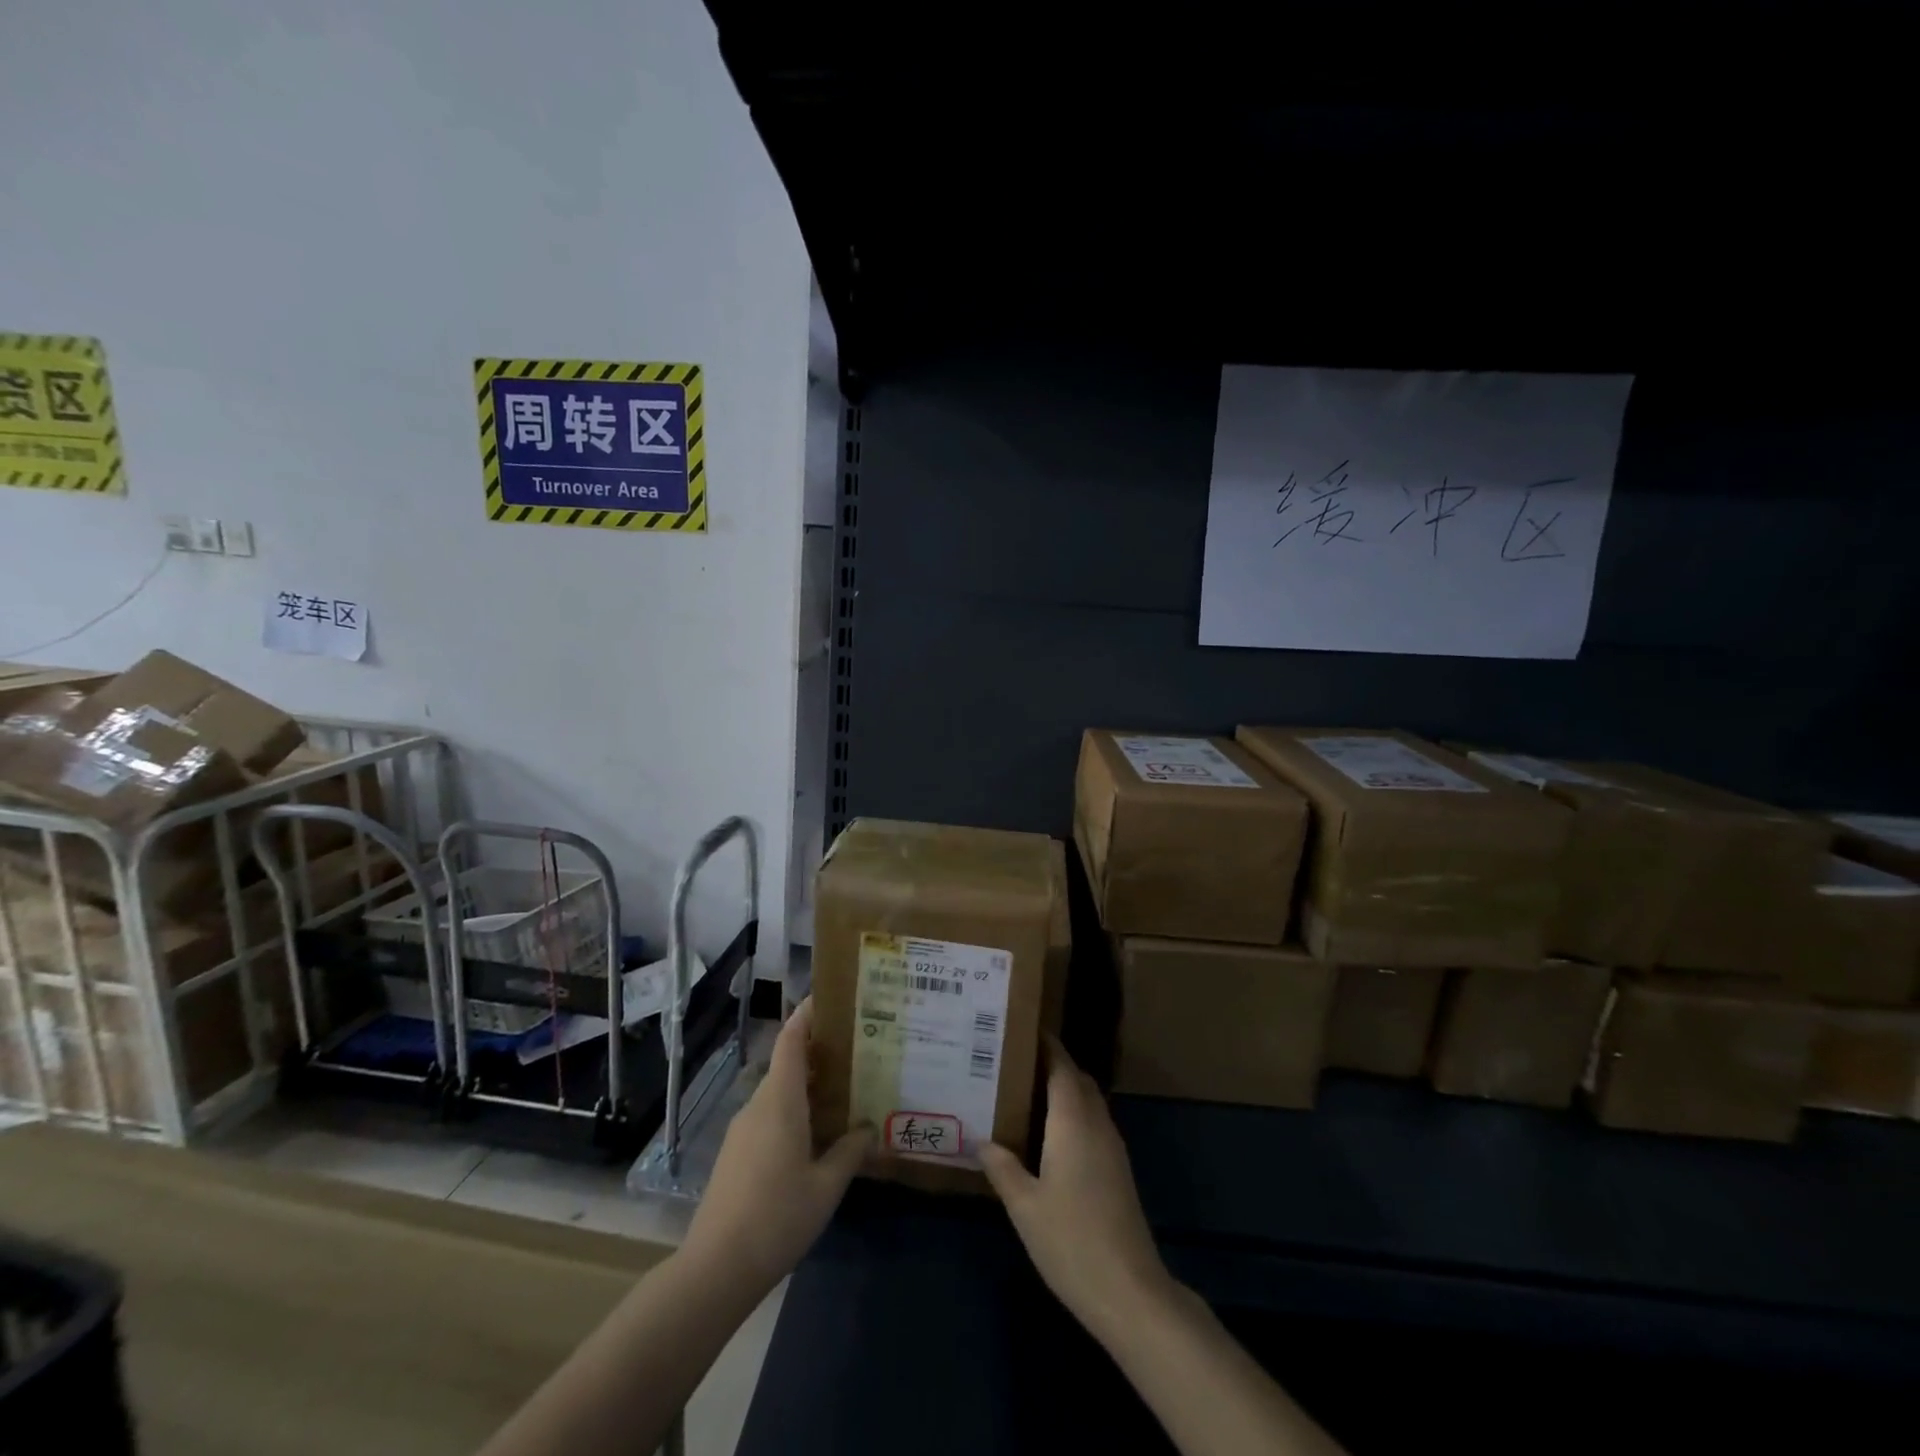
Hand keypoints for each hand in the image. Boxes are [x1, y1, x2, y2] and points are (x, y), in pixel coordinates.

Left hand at [682, 997, 869, 1292]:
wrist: (715, 1268)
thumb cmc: (777, 1217)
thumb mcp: (826, 1187)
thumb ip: (850, 1152)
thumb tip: (869, 1128)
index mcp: (780, 1100)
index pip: (790, 1040)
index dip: (806, 1015)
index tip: (829, 998)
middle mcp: (758, 1105)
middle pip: (787, 1063)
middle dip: (818, 1052)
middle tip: (856, 1051)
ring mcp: (743, 1129)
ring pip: (778, 1091)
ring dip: (807, 1085)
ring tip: (843, 1092)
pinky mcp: (736, 1153)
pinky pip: (769, 1115)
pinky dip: (793, 1110)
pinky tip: (814, 1134)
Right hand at [980, 1039, 1174, 1340]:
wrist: (1129, 1291)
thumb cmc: (1071, 1241)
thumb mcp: (1024, 1206)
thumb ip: (1003, 1168)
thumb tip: (983, 1141)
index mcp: (1073, 1121)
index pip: (1062, 1067)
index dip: (1047, 1045)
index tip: (1023, 1029)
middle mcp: (1097, 1124)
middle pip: (1078, 1079)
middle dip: (1053, 1064)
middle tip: (1016, 1062)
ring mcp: (1112, 1148)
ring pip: (1089, 1101)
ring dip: (1064, 1090)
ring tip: (1026, 1094)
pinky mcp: (1118, 1170)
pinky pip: (1094, 1123)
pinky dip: (1073, 1114)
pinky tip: (1050, 1137)